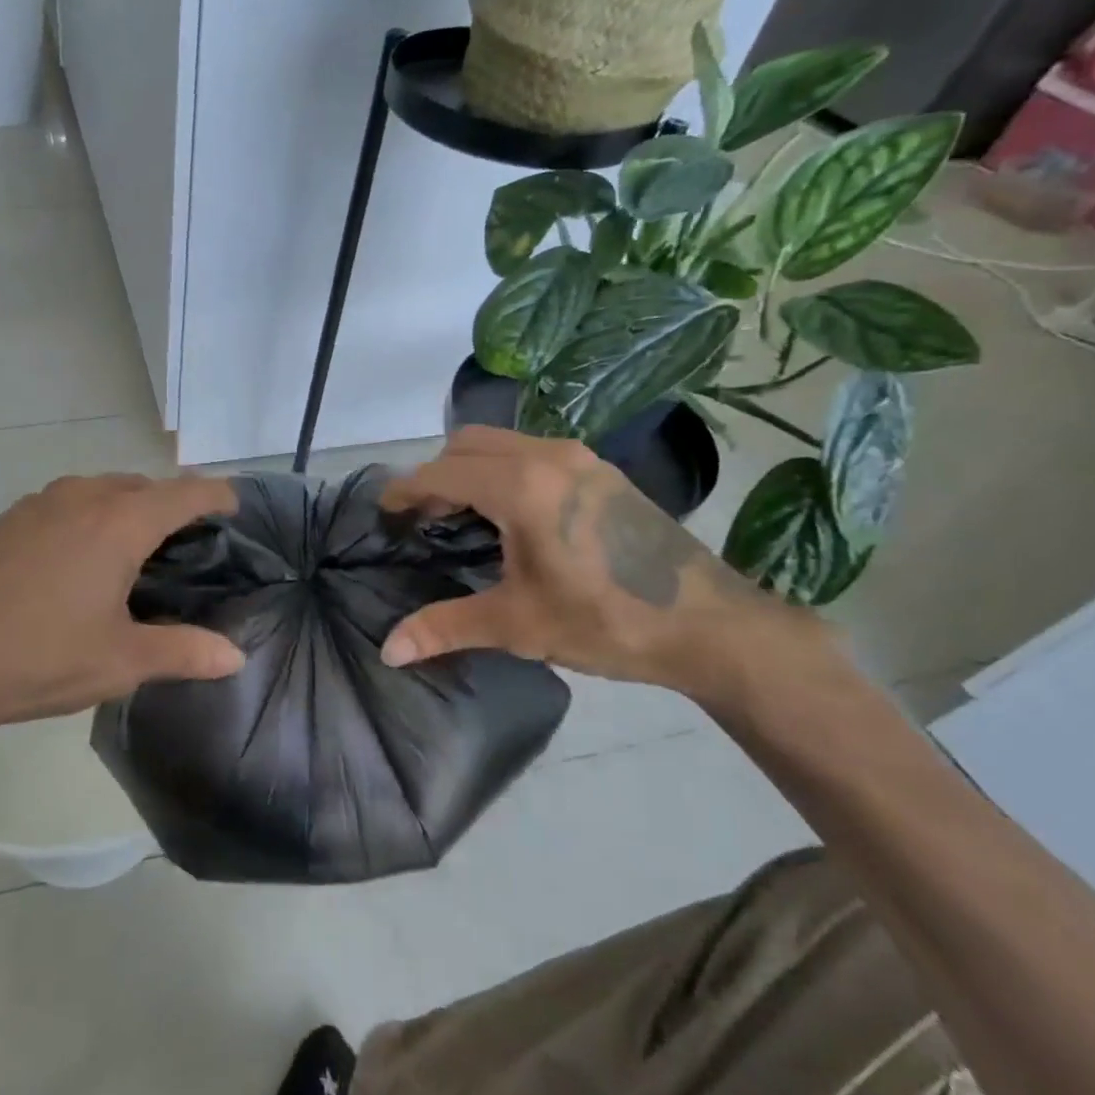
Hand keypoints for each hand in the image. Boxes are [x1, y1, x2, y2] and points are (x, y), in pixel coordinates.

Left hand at [0, 474, 245, 761]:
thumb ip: (185, 652)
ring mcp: (40, 503)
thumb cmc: (39, 658)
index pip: (185, 493)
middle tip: (188, 545)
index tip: (235, 508)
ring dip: (128, 506)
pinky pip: (69, 501)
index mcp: (119, 523)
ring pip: (102, 489)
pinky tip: (80, 557)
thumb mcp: (122, 661)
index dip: (217, 496)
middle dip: (172, 504)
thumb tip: (236, 658)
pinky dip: (91, 514)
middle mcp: (82, 497)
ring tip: (136, 549)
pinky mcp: (9, 519)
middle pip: (144, 485)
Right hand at [379, 427, 823, 701]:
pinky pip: (531, 453)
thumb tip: (388, 651)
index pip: (442, 472)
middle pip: (467, 443)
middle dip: (436, 475)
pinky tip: (509, 517)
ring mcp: (580, 458)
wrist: (710, 625)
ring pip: (501, 444)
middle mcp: (548, 456)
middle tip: (423, 519)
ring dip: (470, 470)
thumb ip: (445, 628)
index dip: (405, 490)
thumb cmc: (607, 621)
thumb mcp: (517, 625)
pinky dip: (502, 471)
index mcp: (522, 486)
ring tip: (461, 517)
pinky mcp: (601, 471)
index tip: (384, 513)